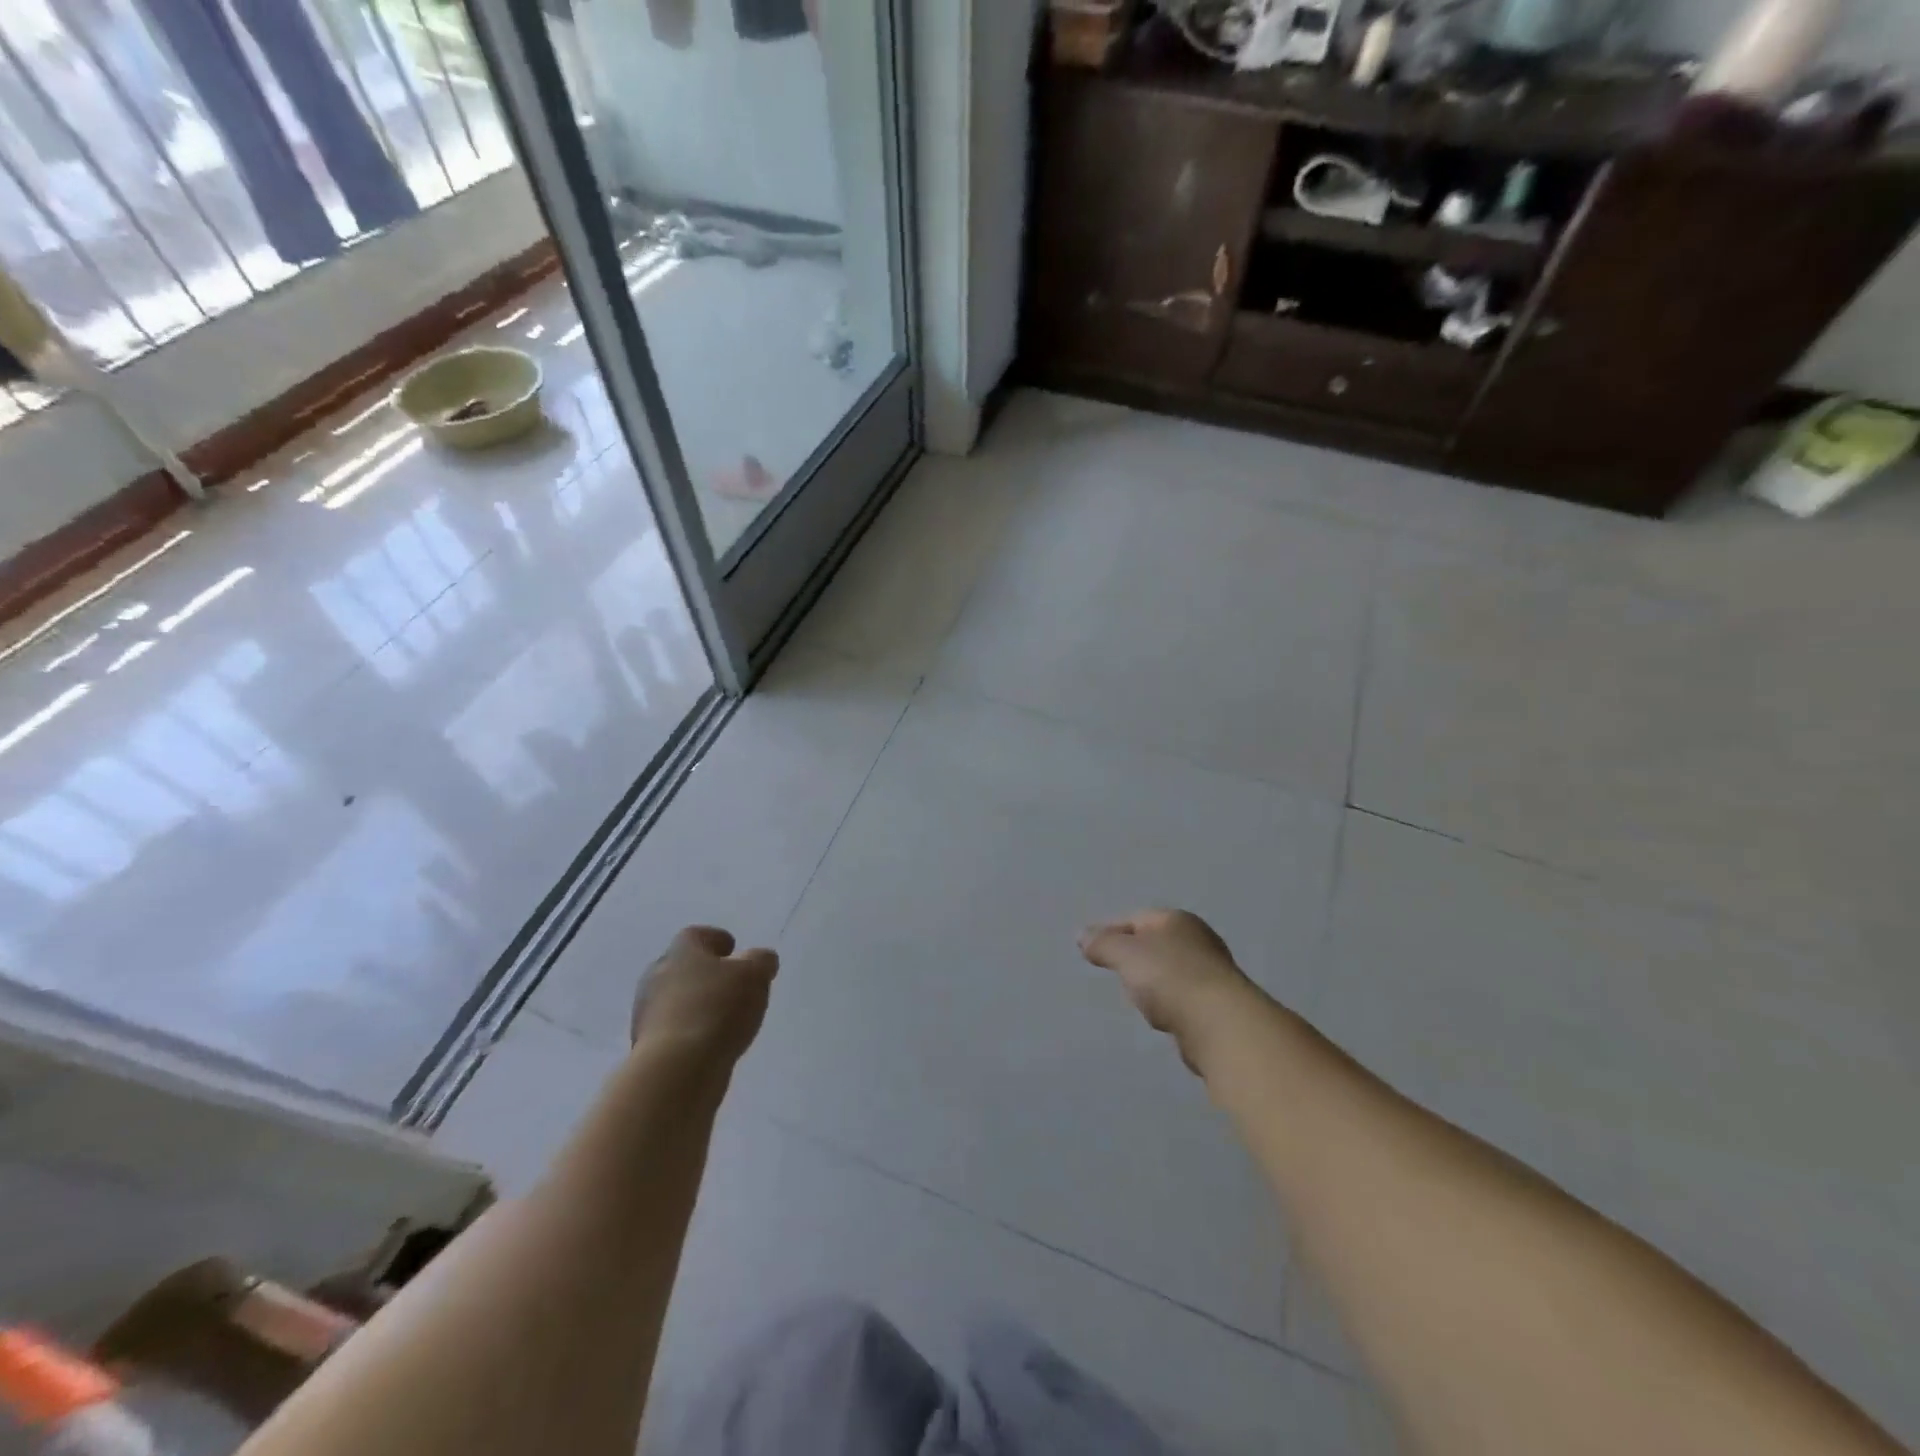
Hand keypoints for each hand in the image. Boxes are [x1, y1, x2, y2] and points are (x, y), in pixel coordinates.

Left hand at [631, 926, 777, 1063]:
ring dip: (695, 1003)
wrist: (676, 1069)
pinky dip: (688, 1030)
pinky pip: (671, 1028)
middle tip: (729, 983)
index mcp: (681, 950)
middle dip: (704, 973)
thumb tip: (761, 959)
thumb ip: (761, 961)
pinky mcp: (644, 1045)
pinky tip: (707, 1041)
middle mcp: (657, 974)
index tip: (732, 949)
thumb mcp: (755, 976)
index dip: (716, 940)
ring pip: (675, 998)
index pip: (697, 935)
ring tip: (722, 1016)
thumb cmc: (717, 1009)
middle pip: (683, 966)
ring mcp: (646, 1011)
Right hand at [1079, 909, 1258, 1070]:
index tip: (1091, 950)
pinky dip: (1169, 1003)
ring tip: (1137, 998)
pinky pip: (1182, 997)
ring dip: (1152, 982)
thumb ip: (1102, 943)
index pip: (1135, 918)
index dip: (1110, 931)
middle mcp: (1198, 939)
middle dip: (1133, 956)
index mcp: (1176, 920)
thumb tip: (1082, 935)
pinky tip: (1162, 1017)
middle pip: (1155, 943)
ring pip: (1169, 971)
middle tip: (1114, 971)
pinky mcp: (1217, 1004)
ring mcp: (1211, 972)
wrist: (1220, 1024)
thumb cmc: (1169, 977)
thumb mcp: (1125, 954)